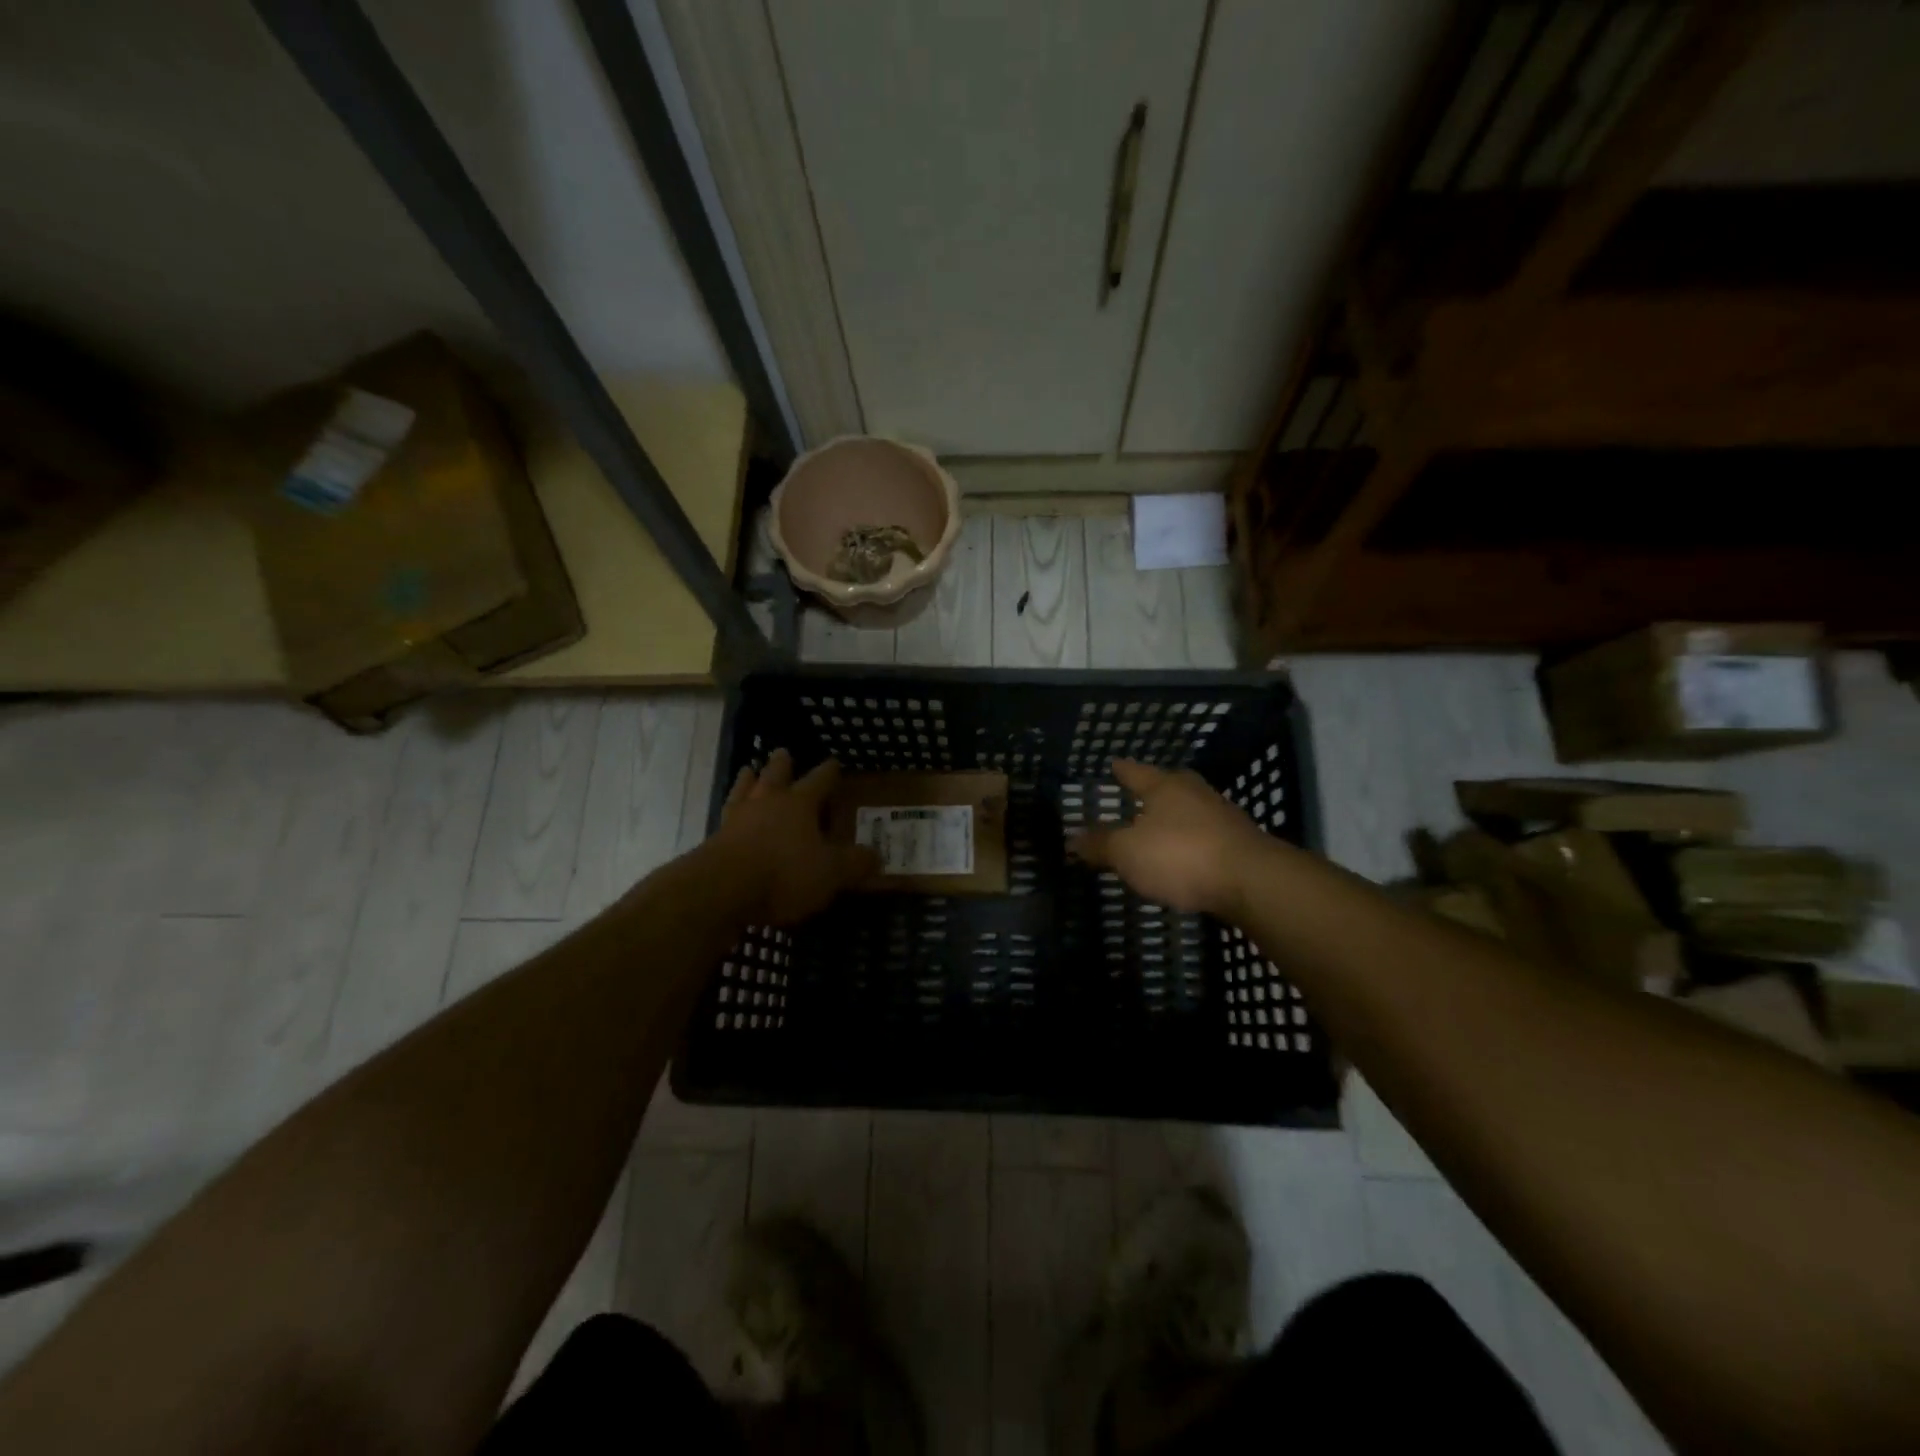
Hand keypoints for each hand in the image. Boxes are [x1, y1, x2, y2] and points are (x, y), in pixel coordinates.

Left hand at [708, 749, 876, 924]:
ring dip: (748, 780)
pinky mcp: (714, 841)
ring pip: (744, 790)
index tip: (834, 762)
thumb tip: (877, 856)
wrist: (722, 889)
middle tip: (782, 752)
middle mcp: (767, 803)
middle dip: (781, 764)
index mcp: (799, 804)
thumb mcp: (830, 873)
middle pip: (775, 776)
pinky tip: (730, 815)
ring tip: (748, 770)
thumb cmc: (784, 872)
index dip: (828, 772)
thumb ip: (854, 863)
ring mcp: (737, 819)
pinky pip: (726, 817)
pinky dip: (731, 812)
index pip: (818, 781)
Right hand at [1069, 759, 1270, 916]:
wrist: (1252, 881)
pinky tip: (1186, 853)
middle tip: (1139, 790)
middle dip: (1154, 787)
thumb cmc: (1181, 856)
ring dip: (1175, 816)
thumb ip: (1100, 845)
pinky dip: (1192, 840)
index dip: (1122, 770)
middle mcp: (1195, 793)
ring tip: (1159, 825)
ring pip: (1190, 809)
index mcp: (1165, 787)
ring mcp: (1222, 817)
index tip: (1114, 763)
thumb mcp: (1128, 852)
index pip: (1136, 772)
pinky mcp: (1239, 843)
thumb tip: (1071, 839)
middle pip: (1170, 784)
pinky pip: (1206, 835)